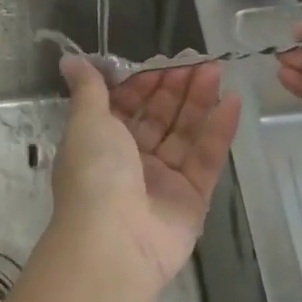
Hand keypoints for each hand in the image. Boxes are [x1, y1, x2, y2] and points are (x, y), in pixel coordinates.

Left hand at [53, 58, 241, 288]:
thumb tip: (69, 60)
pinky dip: (219, 131)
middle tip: (199, 60)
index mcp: (100, 141)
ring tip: (217, 70)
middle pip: (158, 117)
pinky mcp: (192, 199)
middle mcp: (130, 160)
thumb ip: (88, 89)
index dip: (143, 83)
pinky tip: (232, 102)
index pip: (126, 105)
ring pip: (184, 134)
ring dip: (199, 102)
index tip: (163, 62)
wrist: (114, 241)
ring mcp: (163, 180)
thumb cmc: (95, 172)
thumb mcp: (87, 121)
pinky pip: (207, 158)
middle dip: (176, 88)